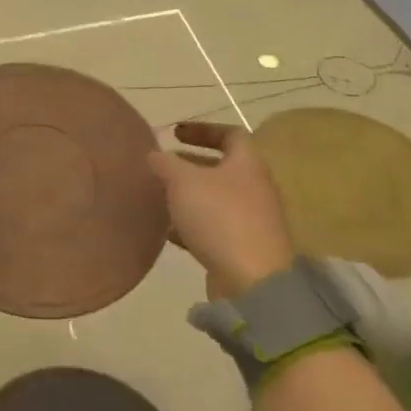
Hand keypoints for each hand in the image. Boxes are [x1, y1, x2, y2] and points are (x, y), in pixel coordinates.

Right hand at [148, 121, 295, 298]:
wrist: (253, 282)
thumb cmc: (220, 218)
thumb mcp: (183, 181)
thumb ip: (166, 163)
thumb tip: (155, 154)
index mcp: (247, 164)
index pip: (231, 134)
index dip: (202, 129)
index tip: (175, 133)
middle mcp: (255, 188)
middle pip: (223, 167)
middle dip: (191, 164)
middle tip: (163, 165)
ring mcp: (252, 220)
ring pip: (216, 198)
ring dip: (189, 195)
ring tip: (159, 196)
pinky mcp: (243, 248)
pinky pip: (214, 227)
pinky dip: (191, 224)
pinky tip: (168, 230)